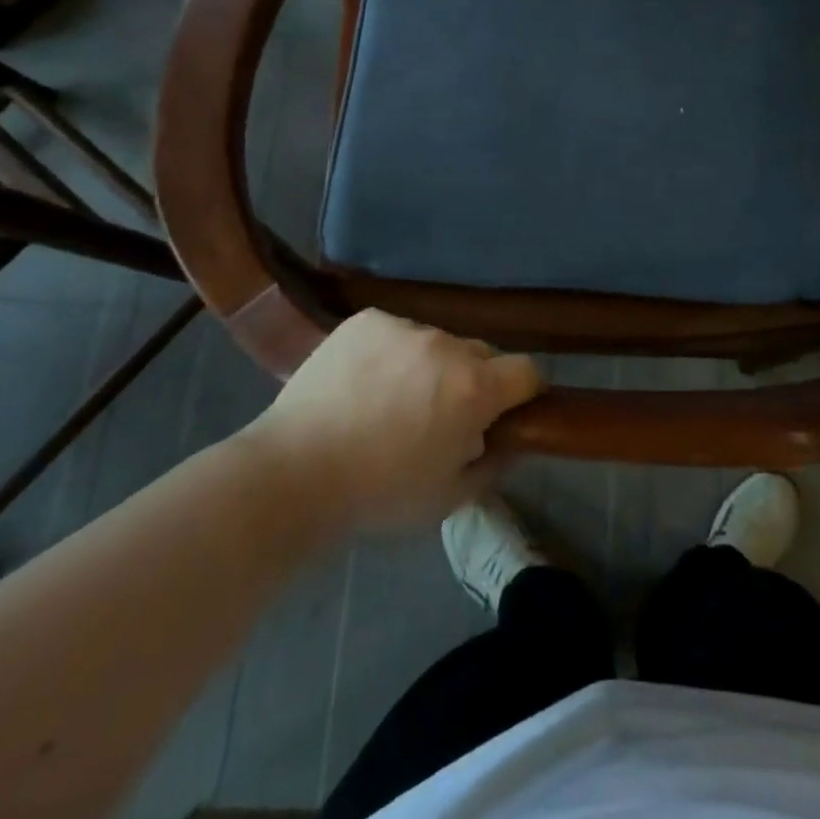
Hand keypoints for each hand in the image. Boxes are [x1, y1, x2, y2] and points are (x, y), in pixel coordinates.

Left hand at [244, 309, 542, 530]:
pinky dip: (391, 353)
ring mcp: (405, 327)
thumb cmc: (377, 493)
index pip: (527, 371)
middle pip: (481, 354)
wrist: (292, 473)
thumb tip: (508, 441)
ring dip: (430, 366)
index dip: (523, 393)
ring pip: (436, 343)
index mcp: (475, 389)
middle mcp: (447, 346)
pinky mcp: (367, 320)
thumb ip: (492, 465)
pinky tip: (362, 383)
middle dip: (474, 381)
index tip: (507, 413)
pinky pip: (396, 332)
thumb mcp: (448, 498)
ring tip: (391, 401)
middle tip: (441, 415)